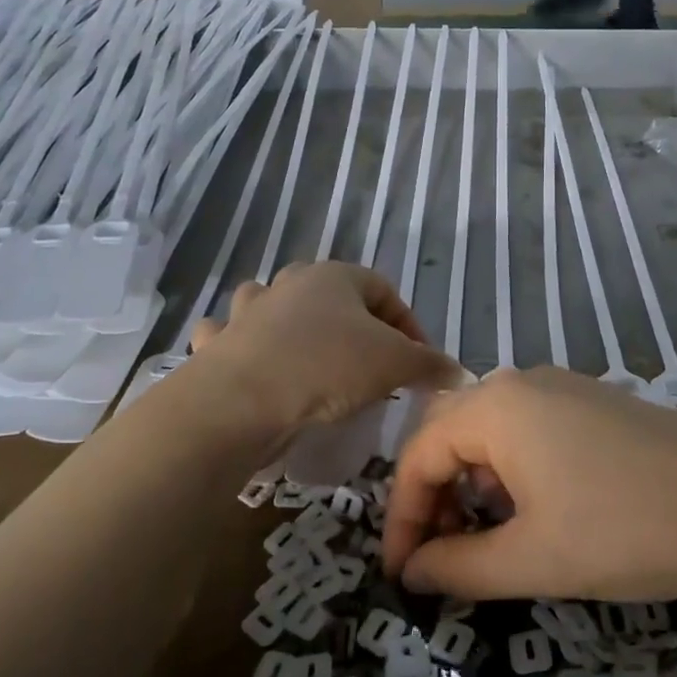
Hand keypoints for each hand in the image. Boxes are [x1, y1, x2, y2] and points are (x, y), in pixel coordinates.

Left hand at [191, 263, 460, 434]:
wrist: (243, 400)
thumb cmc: (328, 367)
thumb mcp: (395, 364)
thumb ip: (429, 364)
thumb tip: (458, 372)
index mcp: (333, 276)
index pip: (383, 290)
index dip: (408, 325)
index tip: (419, 362)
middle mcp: (288, 284)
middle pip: (330, 295)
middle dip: (354, 326)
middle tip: (370, 365)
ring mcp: (247, 312)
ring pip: (273, 306)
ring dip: (292, 326)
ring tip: (312, 362)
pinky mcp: (218, 345)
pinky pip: (230, 336)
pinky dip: (241, 347)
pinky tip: (255, 367)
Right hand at [383, 367, 676, 601]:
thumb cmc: (623, 530)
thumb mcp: (532, 559)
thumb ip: (457, 568)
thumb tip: (411, 573)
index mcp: (495, 406)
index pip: (418, 455)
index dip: (402, 517)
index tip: (403, 574)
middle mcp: (521, 382)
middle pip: (448, 435)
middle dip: (433, 497)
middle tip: (438, 557)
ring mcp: (562, 387)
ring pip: (489, 432)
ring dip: (471, 485)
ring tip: (484, 540)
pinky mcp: (594, 403)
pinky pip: (528, 429)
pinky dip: (510, 471)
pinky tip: (532, 511)